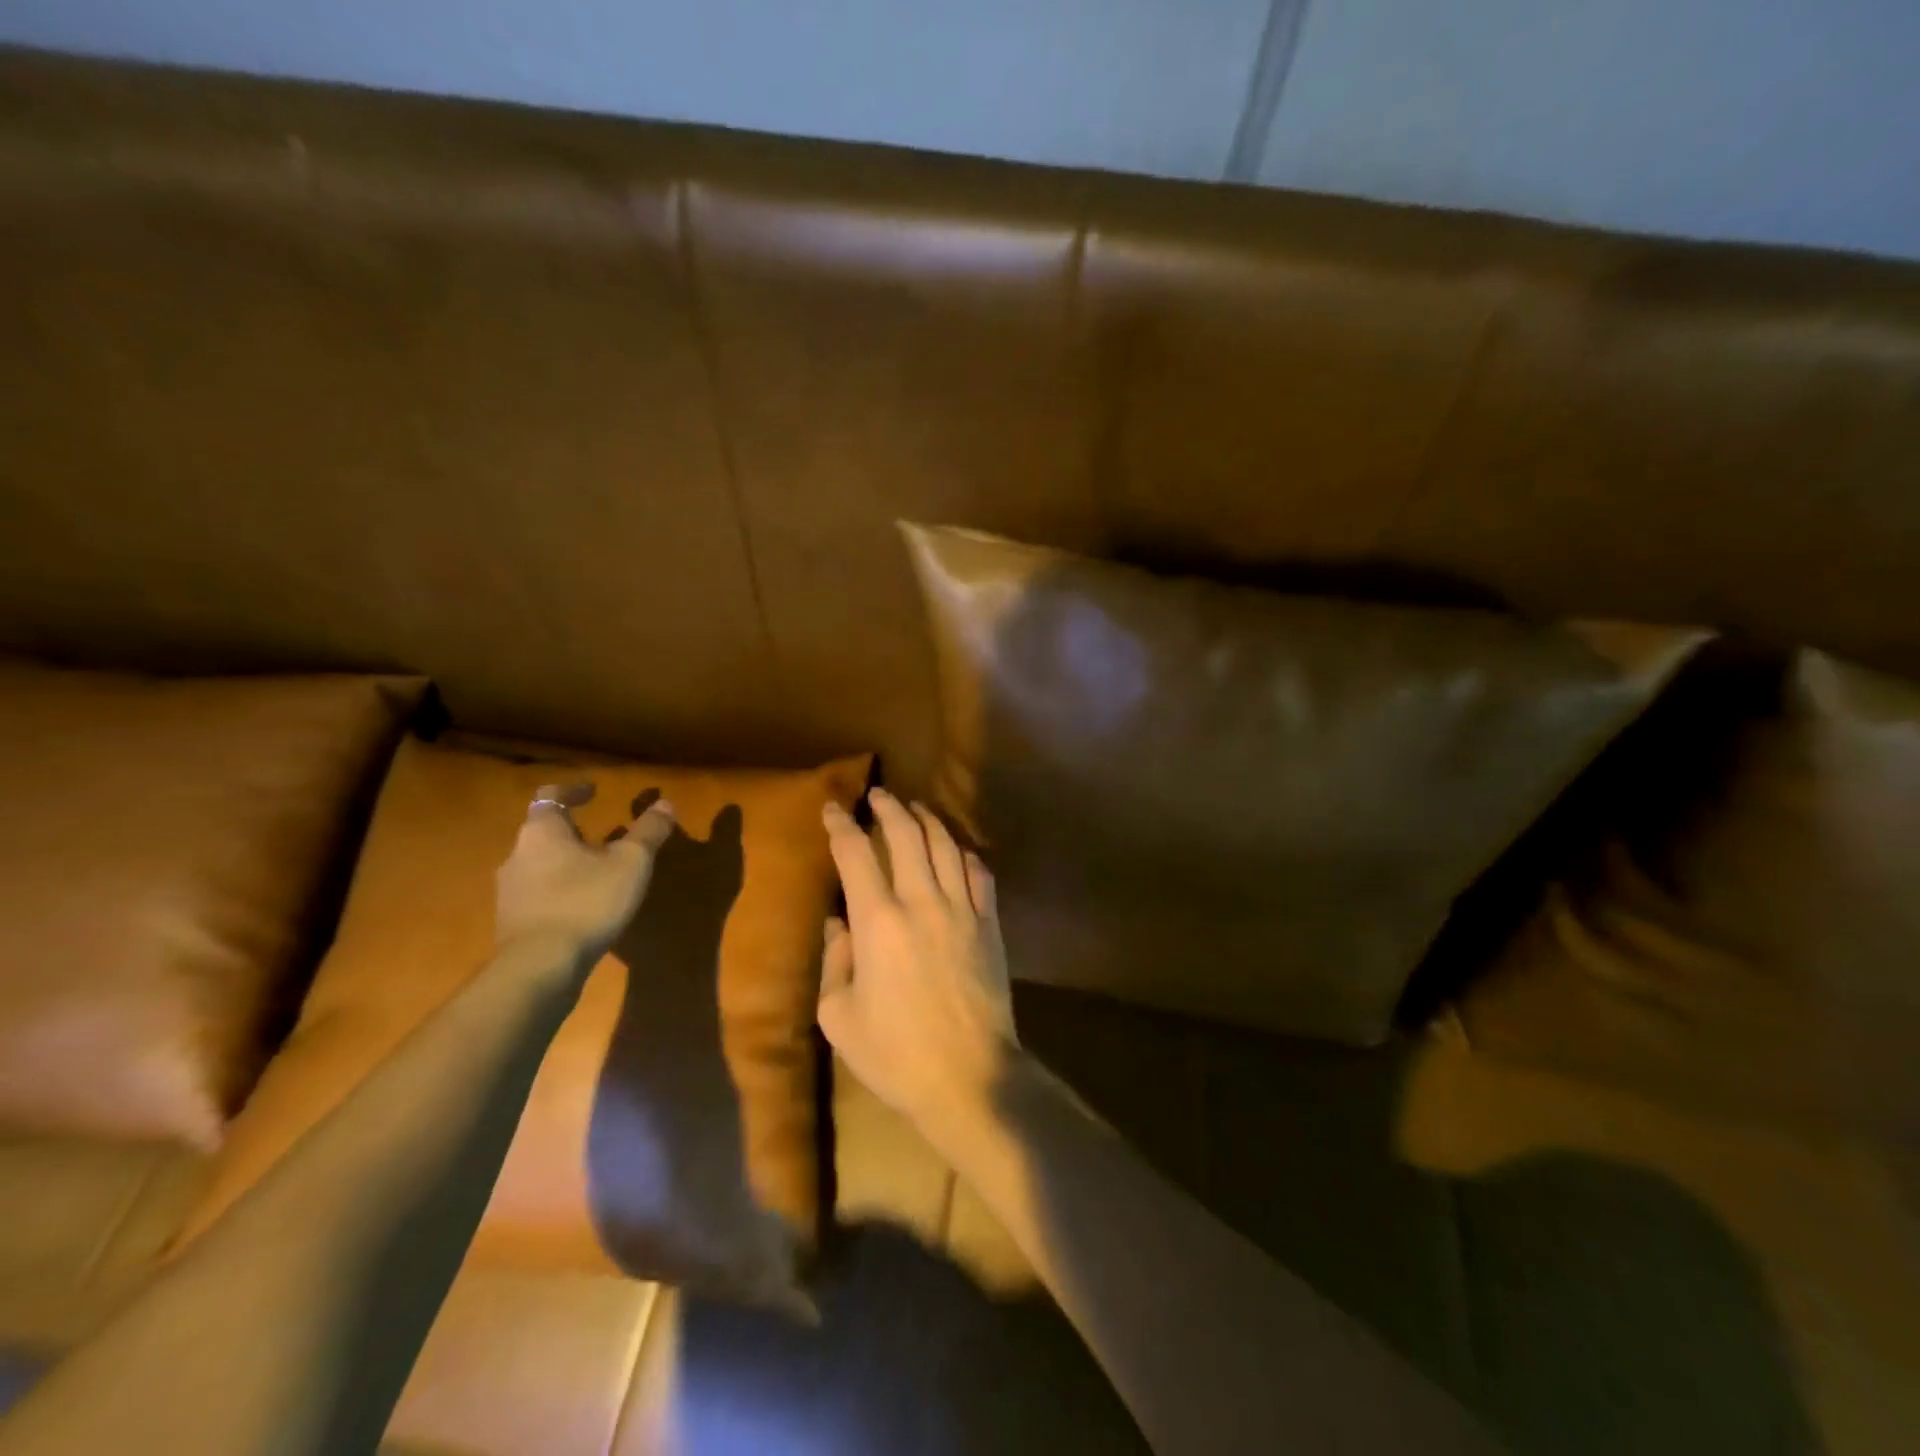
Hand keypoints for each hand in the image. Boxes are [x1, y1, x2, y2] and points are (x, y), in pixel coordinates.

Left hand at [495, 783, 677, 962]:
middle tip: (607, 837)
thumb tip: (665, 804)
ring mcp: (510, 892)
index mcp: (542, 832)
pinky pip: (539, 895)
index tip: (594, 792)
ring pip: (541, 865)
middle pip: (545, 832)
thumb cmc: (587, 902)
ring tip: (601, 873)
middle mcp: (517, 855)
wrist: (540, 968)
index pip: (550, 796)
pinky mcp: (512, 923)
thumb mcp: (631, 863)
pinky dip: (562, 891)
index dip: (573, 790)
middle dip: (575, 831)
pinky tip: (585, 907)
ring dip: (569, 863)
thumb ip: (648, 832)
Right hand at [818, 787, 1016, 1133]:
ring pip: (945, 846)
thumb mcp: (839, 1016)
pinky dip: (964, 853)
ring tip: (915, 809)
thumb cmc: (894, 1053)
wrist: (969, 1077)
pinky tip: (956, 850)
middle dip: (889, 808)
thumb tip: (839, 923)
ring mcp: (962, 910)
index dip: (841, 826)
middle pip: (906, 835)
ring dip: (927, 820)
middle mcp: (921, 902)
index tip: (832, 808)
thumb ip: (834, 961)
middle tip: (878, 795)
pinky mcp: (989, 924)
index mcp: (877, 922)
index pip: (855, 855)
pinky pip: (979, 873)